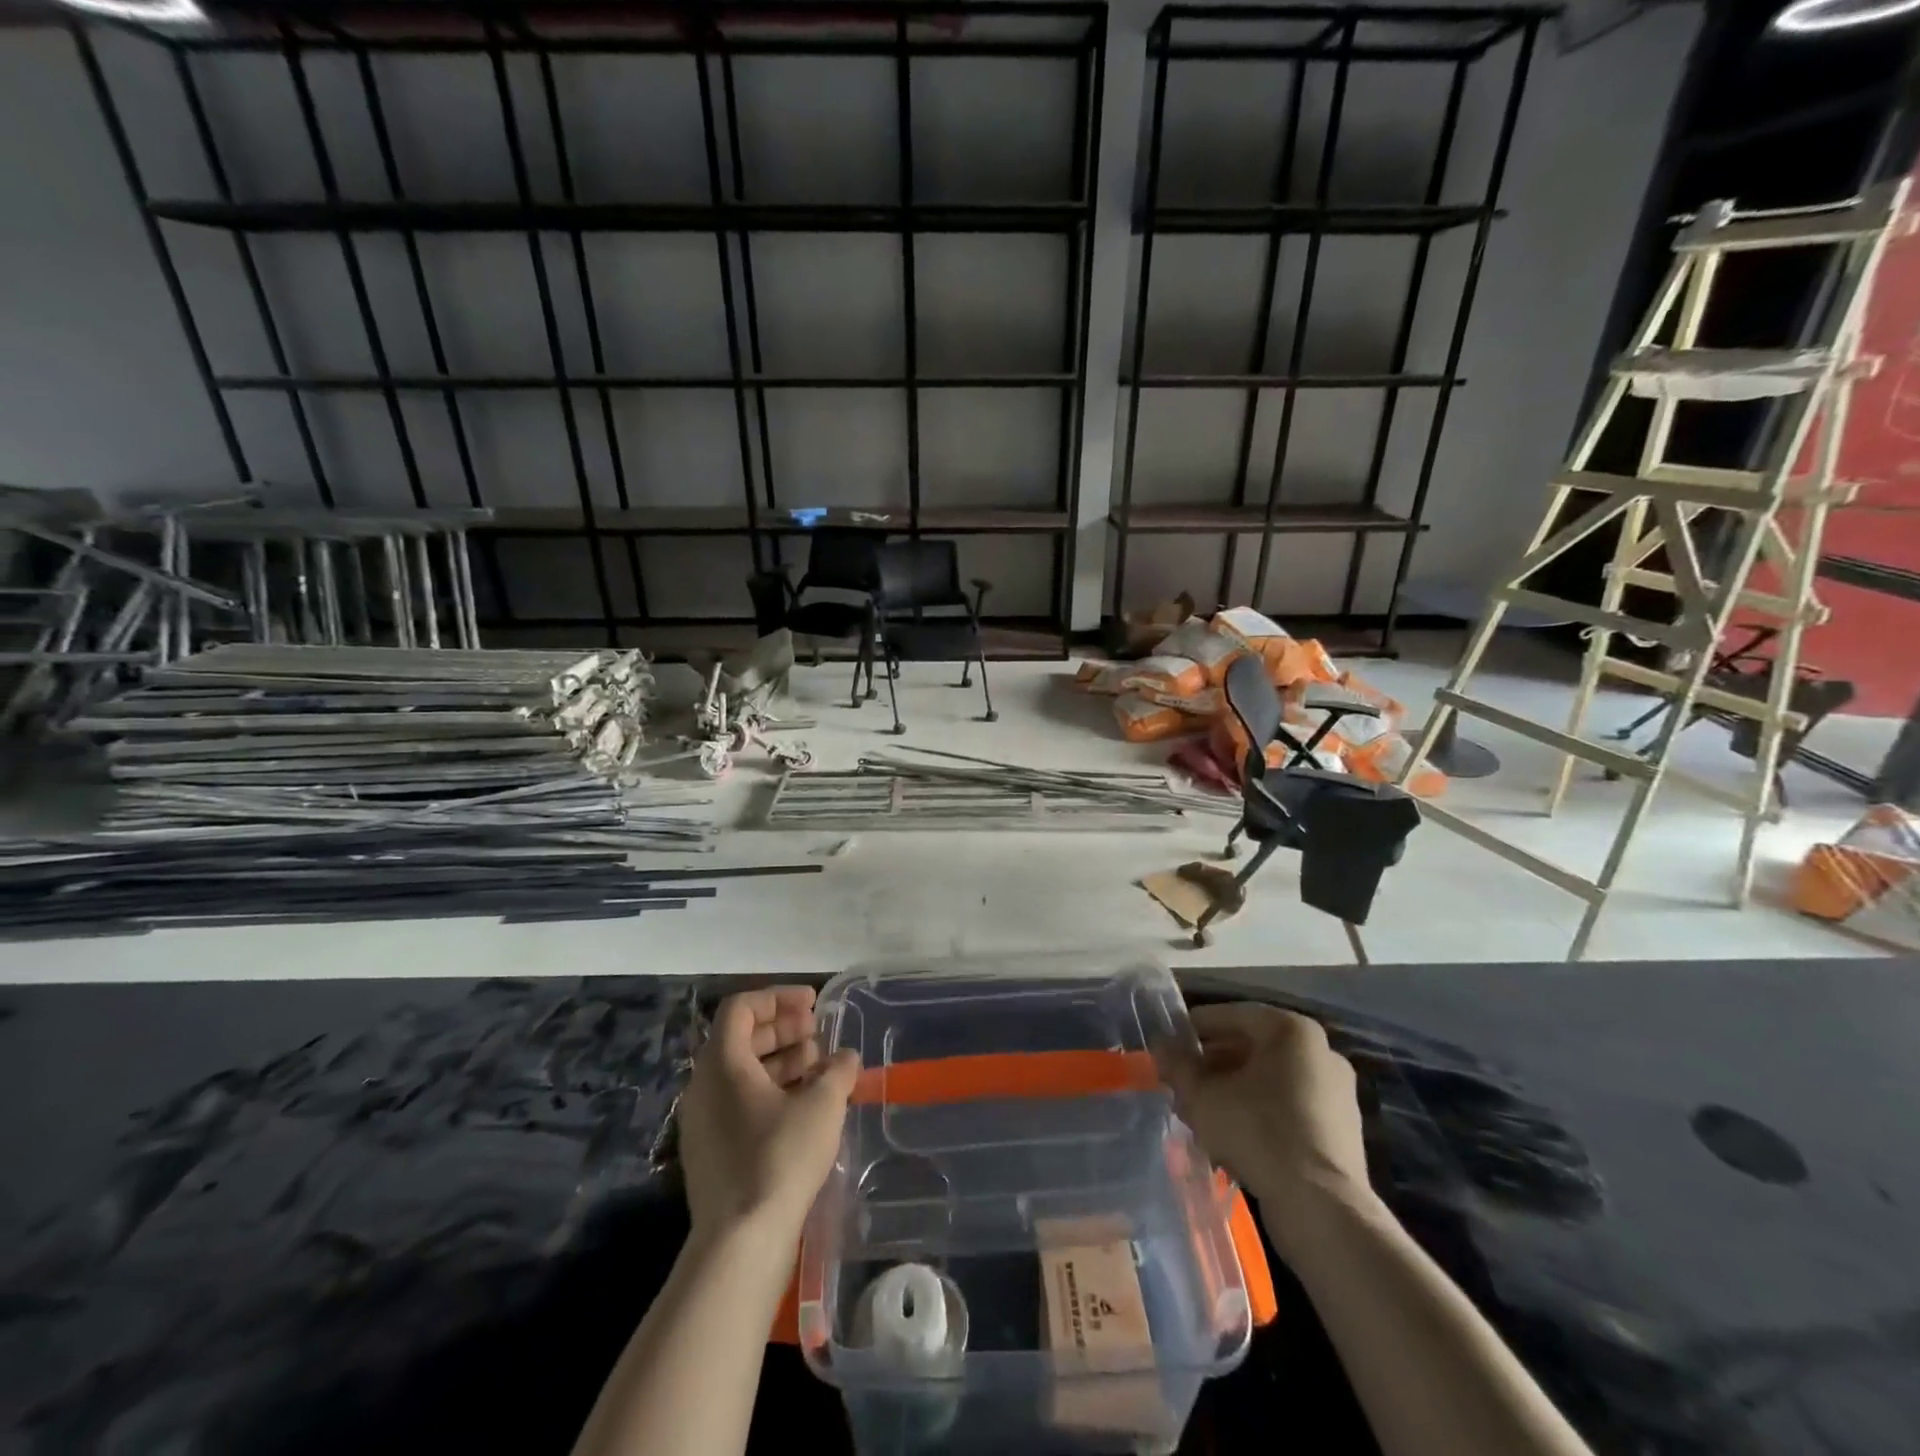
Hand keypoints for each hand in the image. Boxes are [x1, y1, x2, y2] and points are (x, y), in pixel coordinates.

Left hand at [679, 986, 860, 1242]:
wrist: (740, 1242)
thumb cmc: (780, 1157)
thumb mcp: (821, 1105)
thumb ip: (837, 1071)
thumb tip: (846, 1057)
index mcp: (722, 1063)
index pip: (741, 1008)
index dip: (778, 998)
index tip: (813, 1003)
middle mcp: (704, 1086)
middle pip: (741, 1039)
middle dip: (783, 1030)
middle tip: (819, 1032)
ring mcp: (704, 1122)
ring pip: (742, 1073)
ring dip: (781, 1061)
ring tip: (819, 1068)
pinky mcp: (711, 1152)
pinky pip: (740, 1103)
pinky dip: (771, 1092)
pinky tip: (805, 1106)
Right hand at [1158, 1004, 1374, 1257]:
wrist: (1322, 1208)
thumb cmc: (1258, 1132)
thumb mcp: (1203, 1096)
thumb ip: (1179, 1066)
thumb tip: (1160, 1048)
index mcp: (1292, 1031)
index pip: (1232, 1016)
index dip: (1195, 1028)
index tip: (1169, 1043)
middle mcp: (1320, 1052)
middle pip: (1252, 1048)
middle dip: (1212, 1064)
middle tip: (1181, 1080)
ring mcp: (1336, 1092)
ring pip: (1268, 1080)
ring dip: (1231, 1090)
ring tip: (1199, 1111)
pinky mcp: (1341, 1130)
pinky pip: (1288, 1107)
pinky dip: (1258, 1112)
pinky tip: (1230, 1136)